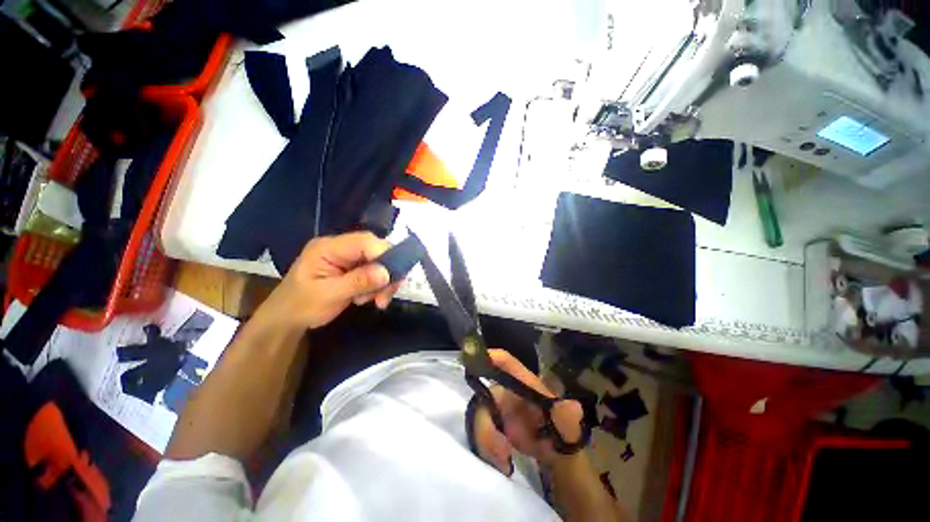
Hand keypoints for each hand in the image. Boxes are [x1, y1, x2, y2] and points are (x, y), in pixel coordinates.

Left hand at [254, 232, 399, 330]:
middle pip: (376, 250)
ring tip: (375, 301)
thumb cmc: (300, 306)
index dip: (384, 255)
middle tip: (385, 296)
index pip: (365, 241)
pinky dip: (379, 286)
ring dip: (384, 282)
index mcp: (328, 247)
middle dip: (387, 272)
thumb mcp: (328, 296)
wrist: (287, 318)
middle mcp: (341, 247)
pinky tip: (370, 298)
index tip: (391, 278)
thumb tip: (387, 273)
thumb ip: (358, 282)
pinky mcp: (354, 267)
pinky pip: (376, 271)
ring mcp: (348, 257)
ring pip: (380, 262)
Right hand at [473, 349, 584, 474]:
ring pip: (479, 416)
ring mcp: (498, 408)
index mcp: (524, 383)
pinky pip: (480, 431)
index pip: (506, 362)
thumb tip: (573, 408)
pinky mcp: (493, 425)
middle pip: (484, 395)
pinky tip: (502, 463)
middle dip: (486, 423)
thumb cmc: (561, 429)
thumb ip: (568, 417)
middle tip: (500, 451)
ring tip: (503, 461)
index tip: (472, 359)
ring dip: (486, 440)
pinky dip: (486, 448)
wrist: (555, 452)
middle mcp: (507, 390)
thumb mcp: (567, 424)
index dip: (490, 357)